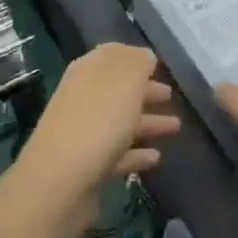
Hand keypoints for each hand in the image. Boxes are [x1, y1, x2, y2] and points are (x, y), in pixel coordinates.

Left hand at [0, 44, 178, 237]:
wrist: (61, 181)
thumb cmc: (98, 120)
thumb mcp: (125, 80)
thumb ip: (138, 62)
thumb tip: (145, 57)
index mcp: (89, 71)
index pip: (113, 56)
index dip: (136, 59)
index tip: (158, 66)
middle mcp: (83, 97)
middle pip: (118, 90)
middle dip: (144, 91)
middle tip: (170, 96)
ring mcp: (84, 133)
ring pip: (121, 122)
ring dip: (148, 122)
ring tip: (176, 127)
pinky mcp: (89, 166)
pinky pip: (118, 153)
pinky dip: (137, 153)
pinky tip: (156, 158)